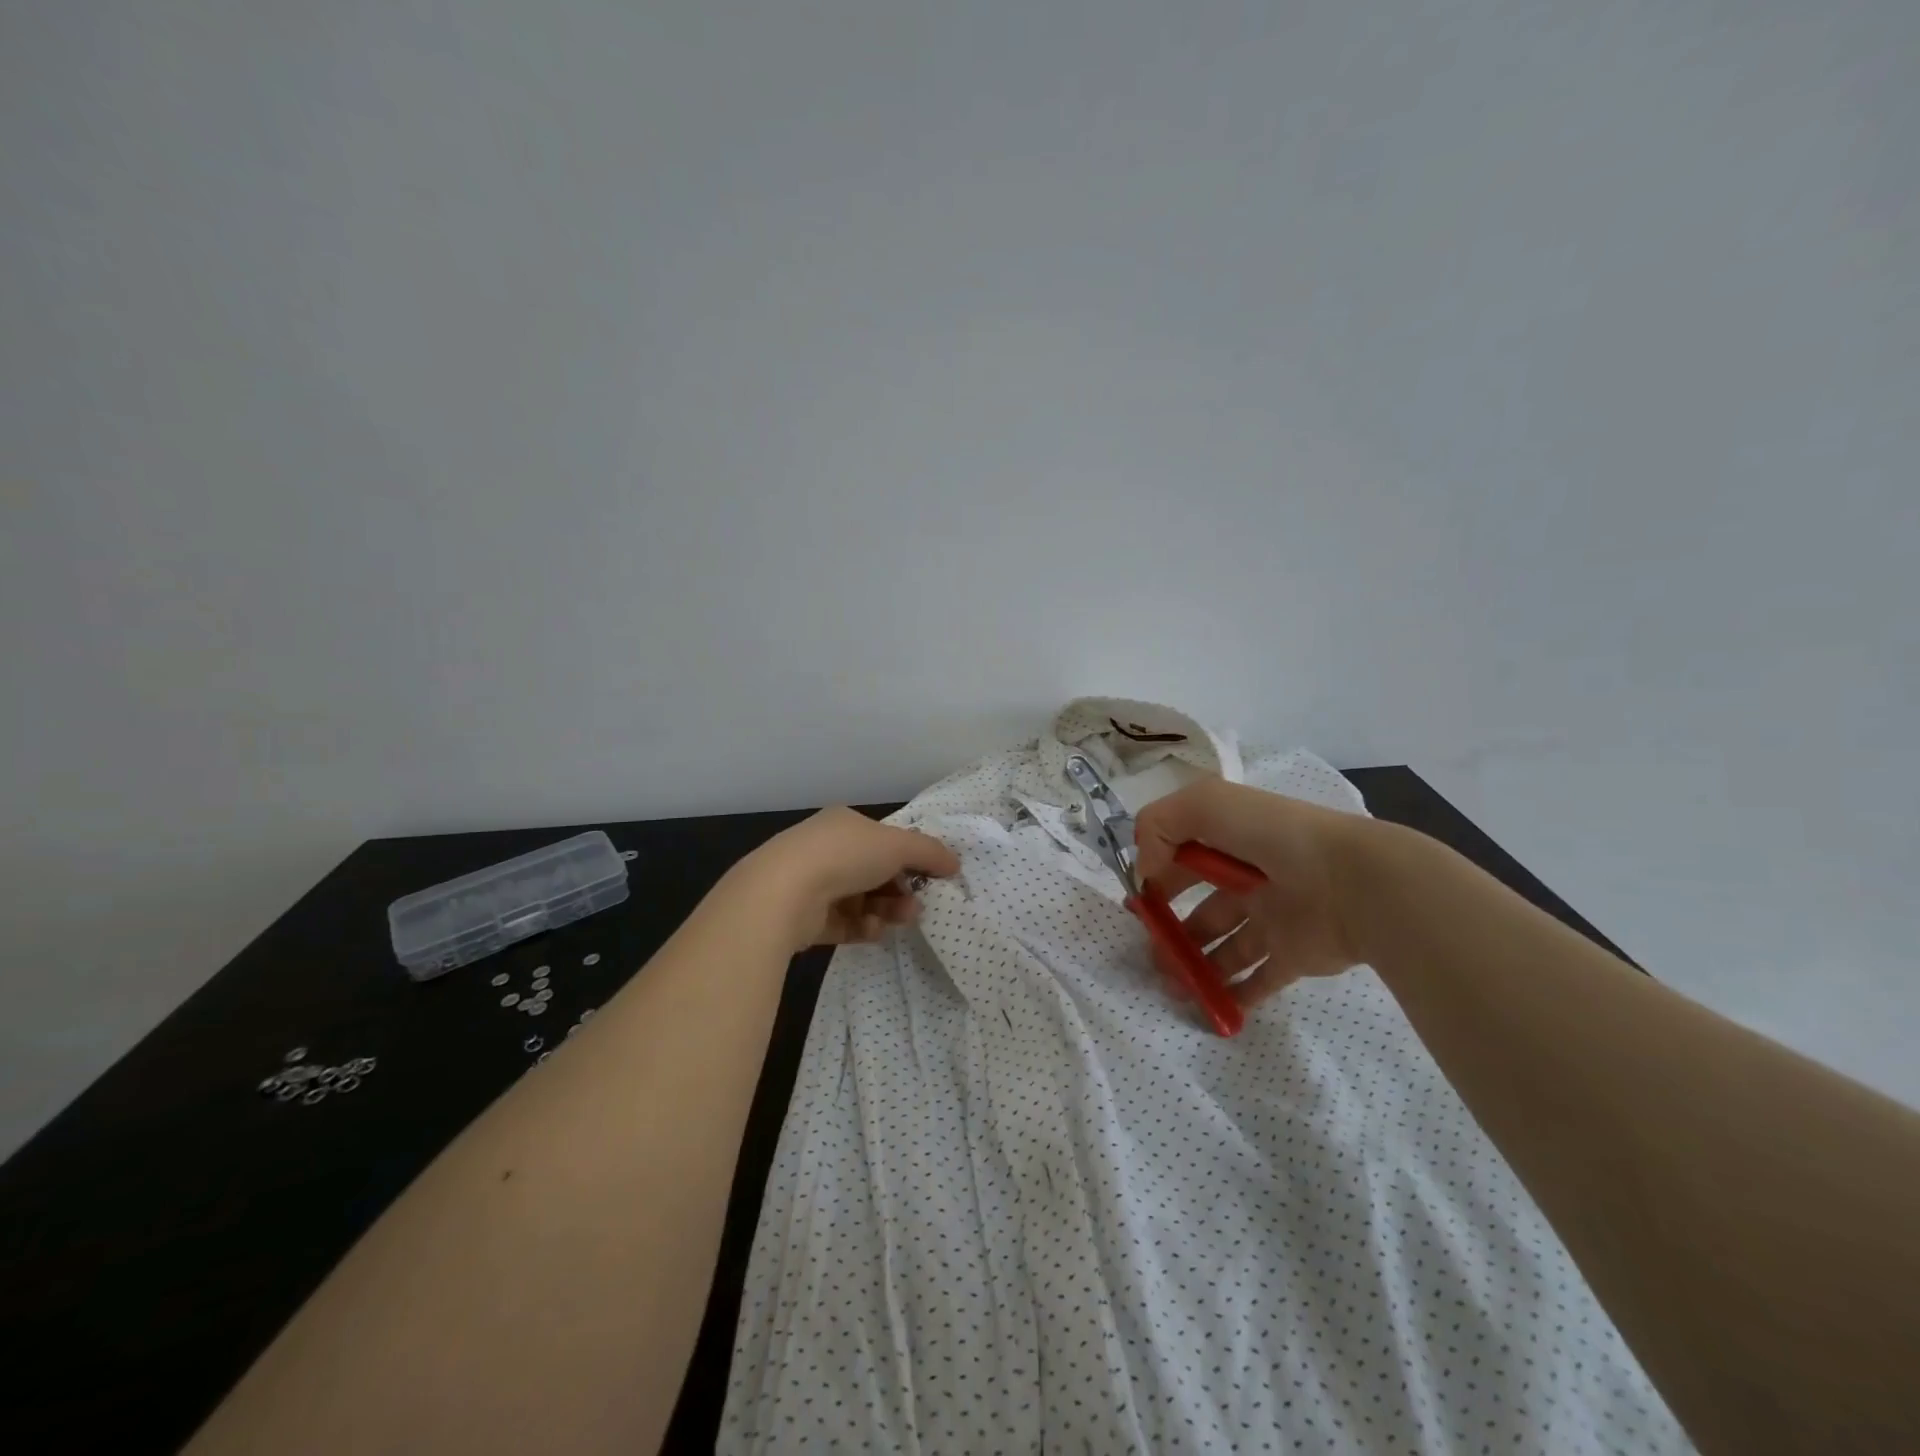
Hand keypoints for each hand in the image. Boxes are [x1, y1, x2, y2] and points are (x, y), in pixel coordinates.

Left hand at [734, 807, 961, 952]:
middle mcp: (826, 850)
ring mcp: (812, 884)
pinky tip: (873, 930)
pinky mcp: (805, 919)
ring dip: (887, 909)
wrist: (783, 894)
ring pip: (862, 899)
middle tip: (918, 905)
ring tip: (901, 919)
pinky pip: (844, 923)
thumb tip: (955, 863)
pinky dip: (863, 927)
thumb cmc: (845, 856)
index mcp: (844, 825)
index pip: (884, 840)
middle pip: (875, 872)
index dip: (910, 857)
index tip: (933, 877)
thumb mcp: (898, 845)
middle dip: (900, 889)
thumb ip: (930, 852)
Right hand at [1133, 778, 1376, 1006]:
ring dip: (1193, 967)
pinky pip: (1258, 981)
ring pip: (1223, 948)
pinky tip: (1208, 1008)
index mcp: (1231, 841)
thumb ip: (1159, 826)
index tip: (1139, 904)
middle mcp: (1250, 879)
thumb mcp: (1204, 806)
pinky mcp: (1293, 955)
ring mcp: (1272, 919)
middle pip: (1201, 910)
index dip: (1157, 879)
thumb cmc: (1274, 836)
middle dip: (1170, 932)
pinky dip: (1233, 996)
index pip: (1183, 859)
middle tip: (1150, 954)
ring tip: (1171, 986)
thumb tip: (1146, 873)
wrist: (1352, 882)